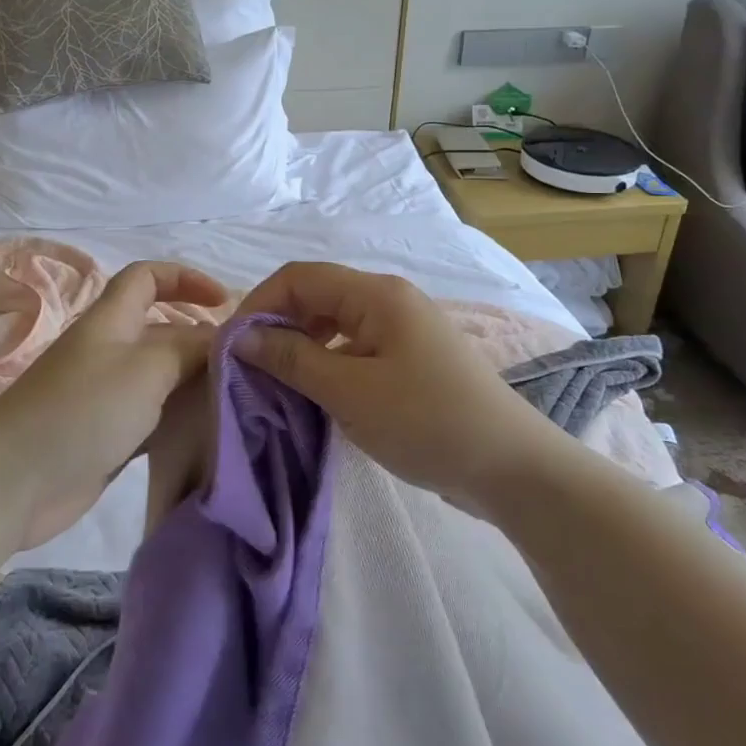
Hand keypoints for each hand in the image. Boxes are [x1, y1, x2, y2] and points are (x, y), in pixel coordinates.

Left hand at [0, 261, 225, 548]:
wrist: (14, 483)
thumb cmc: (82, 410)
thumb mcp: (146, 369)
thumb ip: (189, 349)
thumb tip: (224, 339)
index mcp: (112, 320)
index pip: (147, 277)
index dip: (185, 278)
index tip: (225, 302)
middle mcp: (110, 350)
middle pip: (162, 329)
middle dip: (202, 338)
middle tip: (247, 364)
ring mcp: (107, 394)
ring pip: (162, 376)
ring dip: (195, 382)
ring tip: (239, 397)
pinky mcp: (107, 435)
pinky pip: (154, 416)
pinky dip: (180, 418)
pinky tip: (210, 432)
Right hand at [230, 262, 565, 509]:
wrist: (513, 468)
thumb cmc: (427, 422)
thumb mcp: (350, 392)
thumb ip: (292, 358)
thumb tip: (243, 335)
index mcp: (376, 294)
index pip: (299, 277)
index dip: (260, 303)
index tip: (232, 345)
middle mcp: (388, 299)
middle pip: (316, 295)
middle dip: (278, 324)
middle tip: (250, 366)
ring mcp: (402, 328)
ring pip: (334, 322)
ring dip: (301, 345)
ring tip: (277, 381)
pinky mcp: (409, 358)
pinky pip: (354, 346)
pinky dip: (327, 362)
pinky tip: (316, 392)